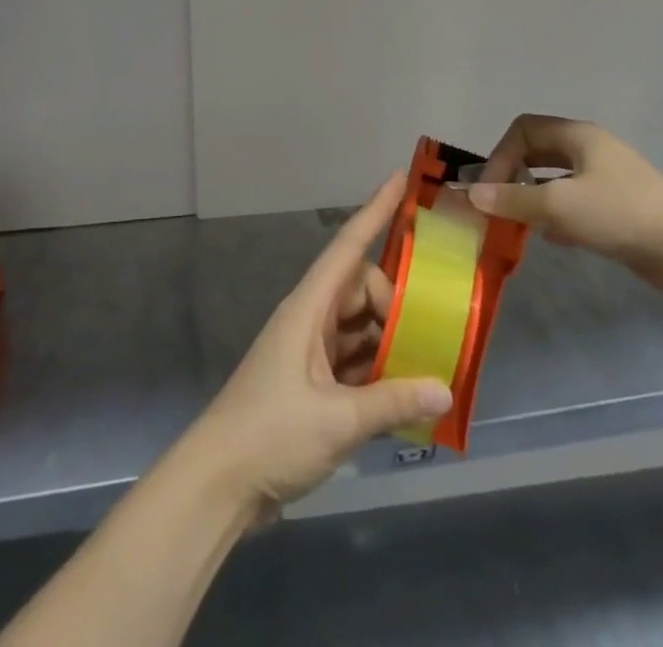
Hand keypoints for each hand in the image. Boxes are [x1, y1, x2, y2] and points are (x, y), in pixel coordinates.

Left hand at [182, 173, 453, 514]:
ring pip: (359, 324)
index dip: (375, 209)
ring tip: (426, 360)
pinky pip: (353, 358)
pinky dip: (377, 369)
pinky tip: (405, 392)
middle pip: (361, 288)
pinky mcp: (311, 382)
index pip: (349, 245)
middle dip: (394, 301)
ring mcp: (309, 350)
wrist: (217, 484)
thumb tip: (445, 386)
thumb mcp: (337, 420)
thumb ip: (392, 402)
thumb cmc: (270, 434)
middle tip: (423, 335)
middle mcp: (310, 318)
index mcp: (309, 307)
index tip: (401, 179)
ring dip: (388, 338)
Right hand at [467, 114, 662, 299]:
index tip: (491, 190)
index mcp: (577, 136)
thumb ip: (513, 199)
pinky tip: (550, 238)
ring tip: (517, 224)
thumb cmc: (621, 213)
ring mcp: (606, 179)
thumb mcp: (559, 204)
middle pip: (538, 151)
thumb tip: (471, 195)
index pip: (523, 129)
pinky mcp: (617, 209)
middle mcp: (590, 150)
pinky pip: (574, 203)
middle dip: (513, 175)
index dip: (500, 154)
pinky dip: (556, 216)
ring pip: (555, 180)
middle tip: (498, 204)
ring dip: (532, 198)